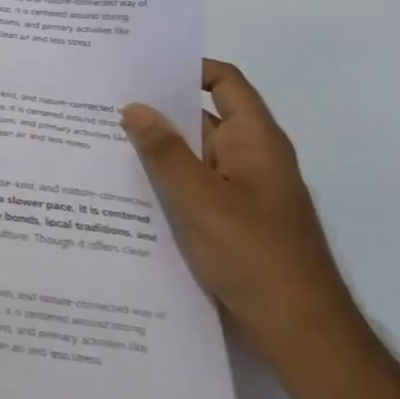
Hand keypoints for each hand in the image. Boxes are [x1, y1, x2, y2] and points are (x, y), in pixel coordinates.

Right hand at [121, 60, 354, 353]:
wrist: (299, 332)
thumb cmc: (255, 255)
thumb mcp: (201, 199)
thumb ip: (165, 152)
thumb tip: (134, 107)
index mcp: (255, 141)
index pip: (224, 82)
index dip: (188, 67)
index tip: (139, 66)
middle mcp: (249, 158)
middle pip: (201, 116)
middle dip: (157, 108)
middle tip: (103, 99)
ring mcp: (240, 190)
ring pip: (192, 155)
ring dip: (155, 148)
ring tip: (100, 138)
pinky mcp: (229, 219)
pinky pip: (191, 186)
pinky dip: (163, 181)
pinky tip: (123, 187)